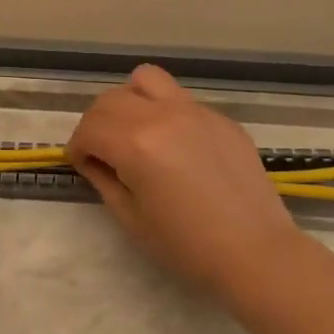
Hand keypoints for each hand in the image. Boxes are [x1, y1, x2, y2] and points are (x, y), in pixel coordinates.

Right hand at [67, 64, 300, 302]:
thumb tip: (92, 159)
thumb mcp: (131, 218)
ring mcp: (195, 111)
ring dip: (129, 101)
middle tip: (102, 151)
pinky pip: (179, 99)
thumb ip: (104, 179)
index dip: (76, 146)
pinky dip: (164, 112)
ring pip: (146, 80)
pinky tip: (176, 147)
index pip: (89, 128)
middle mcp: (163, 115)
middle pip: (111, 100)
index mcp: (136, 143)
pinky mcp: (220, 118)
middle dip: (96, 123)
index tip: (80, 163)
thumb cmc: (187, 246)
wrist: (256, 254)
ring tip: (135, 131)